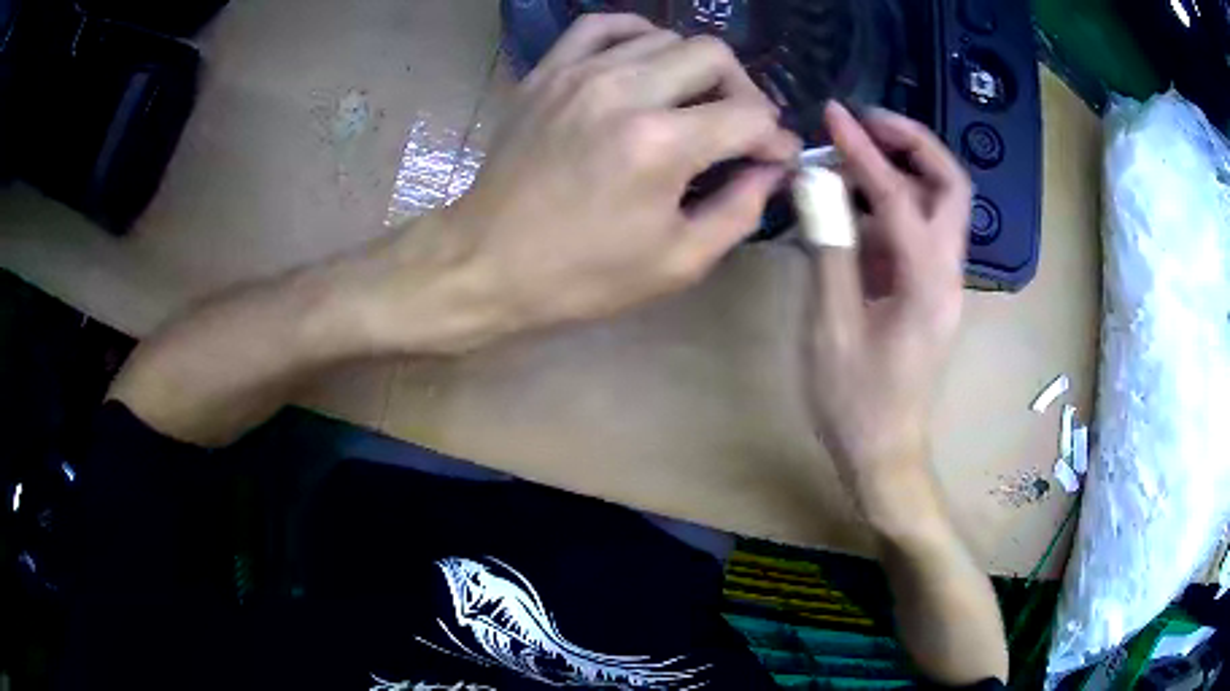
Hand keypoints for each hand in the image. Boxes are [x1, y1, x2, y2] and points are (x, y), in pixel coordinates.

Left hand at [439, 14, 798, 330]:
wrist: (487, 261)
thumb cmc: (581, 275)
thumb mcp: (676, 263)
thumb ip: (739, 210)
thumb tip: (771, 169)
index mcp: (661, 145)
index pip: (750, 116)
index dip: (774, 138)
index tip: (774, 157)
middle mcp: (625, 92)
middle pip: (714, 56)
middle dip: (744, 91)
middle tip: (738, 126)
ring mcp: (580, 74)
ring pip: (665, 37)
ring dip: (694, 68)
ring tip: (692, 102)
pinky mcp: (548, 72)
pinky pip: (601, 25)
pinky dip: (635, 35)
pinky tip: (644, 62)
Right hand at [804, 102, 971, 494]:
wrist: (885, 455)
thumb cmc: (856, 404)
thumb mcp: (832, 328)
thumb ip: (828, 250)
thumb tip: (813, 185)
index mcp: (927, 284)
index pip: (900, 196)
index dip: (864, 150)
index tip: (833, 113)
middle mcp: (947, 273)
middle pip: (951, 187)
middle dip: (913, 144)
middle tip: (866, 125)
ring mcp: (943, 282)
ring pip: (939, 205)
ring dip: (901, 171)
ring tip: (849, 157)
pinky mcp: (928, 291)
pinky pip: (918, 231)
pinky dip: (890, 206)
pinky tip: (852, 209)